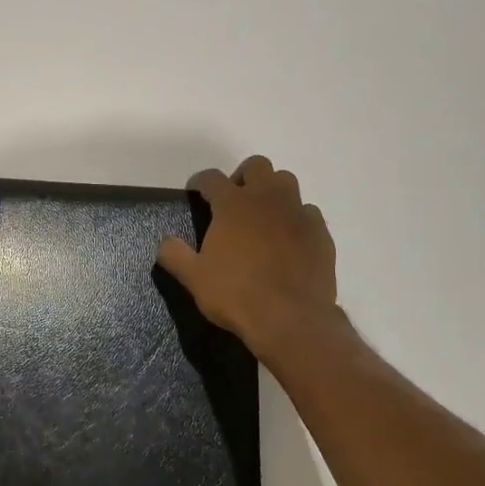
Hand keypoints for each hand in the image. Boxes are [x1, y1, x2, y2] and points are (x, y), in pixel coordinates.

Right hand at [156, 155, 338, 362]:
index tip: (195, 192)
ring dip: (272, 191)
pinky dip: (295, 218)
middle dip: (242, 176)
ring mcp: (297, 213)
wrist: (291, 319)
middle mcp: (267, 199)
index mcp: (233, 205)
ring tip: (262, 215)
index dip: (200, 182)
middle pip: (257, 166)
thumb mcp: (194, 278)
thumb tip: (164, 241)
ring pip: (286, 182)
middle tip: (233, 201)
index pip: (212, 178)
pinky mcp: (320, 233)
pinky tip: (289, 238)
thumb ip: (174, 254)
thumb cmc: (236, 295)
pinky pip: (308, 212)